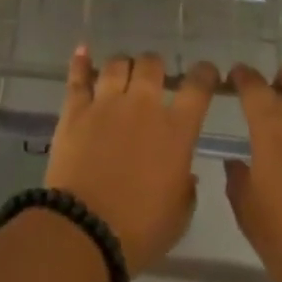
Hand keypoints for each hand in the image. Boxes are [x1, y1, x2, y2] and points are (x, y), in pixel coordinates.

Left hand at [44, 48, 219, 276]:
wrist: (85, 231)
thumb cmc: (140, 231)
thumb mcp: (179, 215)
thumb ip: (186, 187)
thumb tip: (185, 172)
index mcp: (176, 131)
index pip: (197, 88)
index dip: (205, 74)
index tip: (206, 72)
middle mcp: (142, 107)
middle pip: (151, 65)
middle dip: (155, 66)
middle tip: (153, 76)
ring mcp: (106, 104)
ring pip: (116, 65)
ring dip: (123, 64)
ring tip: (122, 70)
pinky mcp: (75, 110)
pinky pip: (78, 77)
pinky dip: (80, 62)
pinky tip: (82, 50)